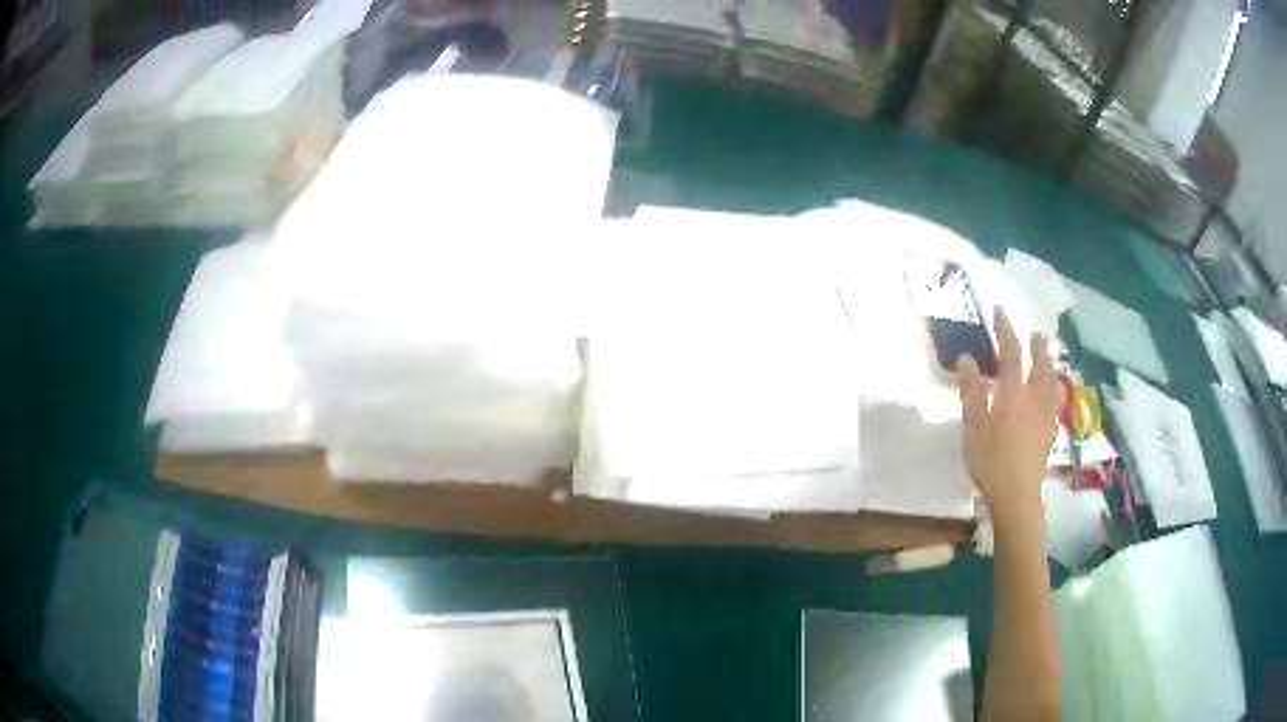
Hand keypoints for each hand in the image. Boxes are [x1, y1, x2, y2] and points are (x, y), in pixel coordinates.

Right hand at [956, 309, 1061, 525]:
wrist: (1017, 495)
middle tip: (1034, 333)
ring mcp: (1046, 414)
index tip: (999, 311)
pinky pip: (1056, 399)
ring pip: (1052, 380)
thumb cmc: (990, 462)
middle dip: (1037, 344)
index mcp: (1013, 393)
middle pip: (1040, 363)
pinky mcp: (1051, 431)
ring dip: (1049, 363)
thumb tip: (966, 359)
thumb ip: (971, 391)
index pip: (1011, 352)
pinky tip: (1051, 392)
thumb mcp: (972, 427)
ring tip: (1047, 356)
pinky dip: (1054, 386)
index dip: (1005, 330)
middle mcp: (1034, 397)